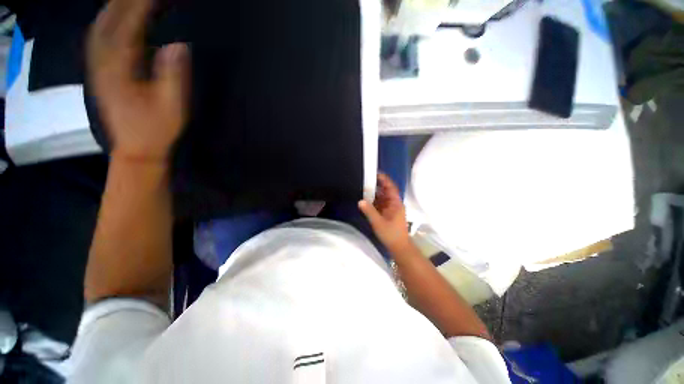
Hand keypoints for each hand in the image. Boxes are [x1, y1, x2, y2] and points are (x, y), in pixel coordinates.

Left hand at [87, 0, 189, 161]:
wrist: (136, 149)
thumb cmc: (156, 130)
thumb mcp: (172, 107)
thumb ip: (174, 76)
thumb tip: (179, 46)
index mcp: (121, 70)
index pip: (129, 28)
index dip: (142, 7)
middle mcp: (104, 64)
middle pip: (108, 23)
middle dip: (124, 3)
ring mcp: (99, 69)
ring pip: (99, 29)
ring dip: (112, 10)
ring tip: (127, 0)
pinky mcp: (100, 75)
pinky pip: (98, 42)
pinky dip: (105, 24)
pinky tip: (113, 19)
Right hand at [358, 173, 410, 250]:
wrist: (399, 247)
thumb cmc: (391, 234)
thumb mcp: (378, 222)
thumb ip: (369, 211)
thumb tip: (360, 201)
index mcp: (396, 203)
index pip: (391, 187)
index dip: (384, 179)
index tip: (375, 173)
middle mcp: (394, 204)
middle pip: (386, 191)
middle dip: (377, 185)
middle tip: (365, 179)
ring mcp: (390, 209)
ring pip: (382, 197)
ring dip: (374, 193)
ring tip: (363, 187)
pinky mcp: (387, 214)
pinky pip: (380, 204)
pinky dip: (374, 201)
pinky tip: (366, 200)